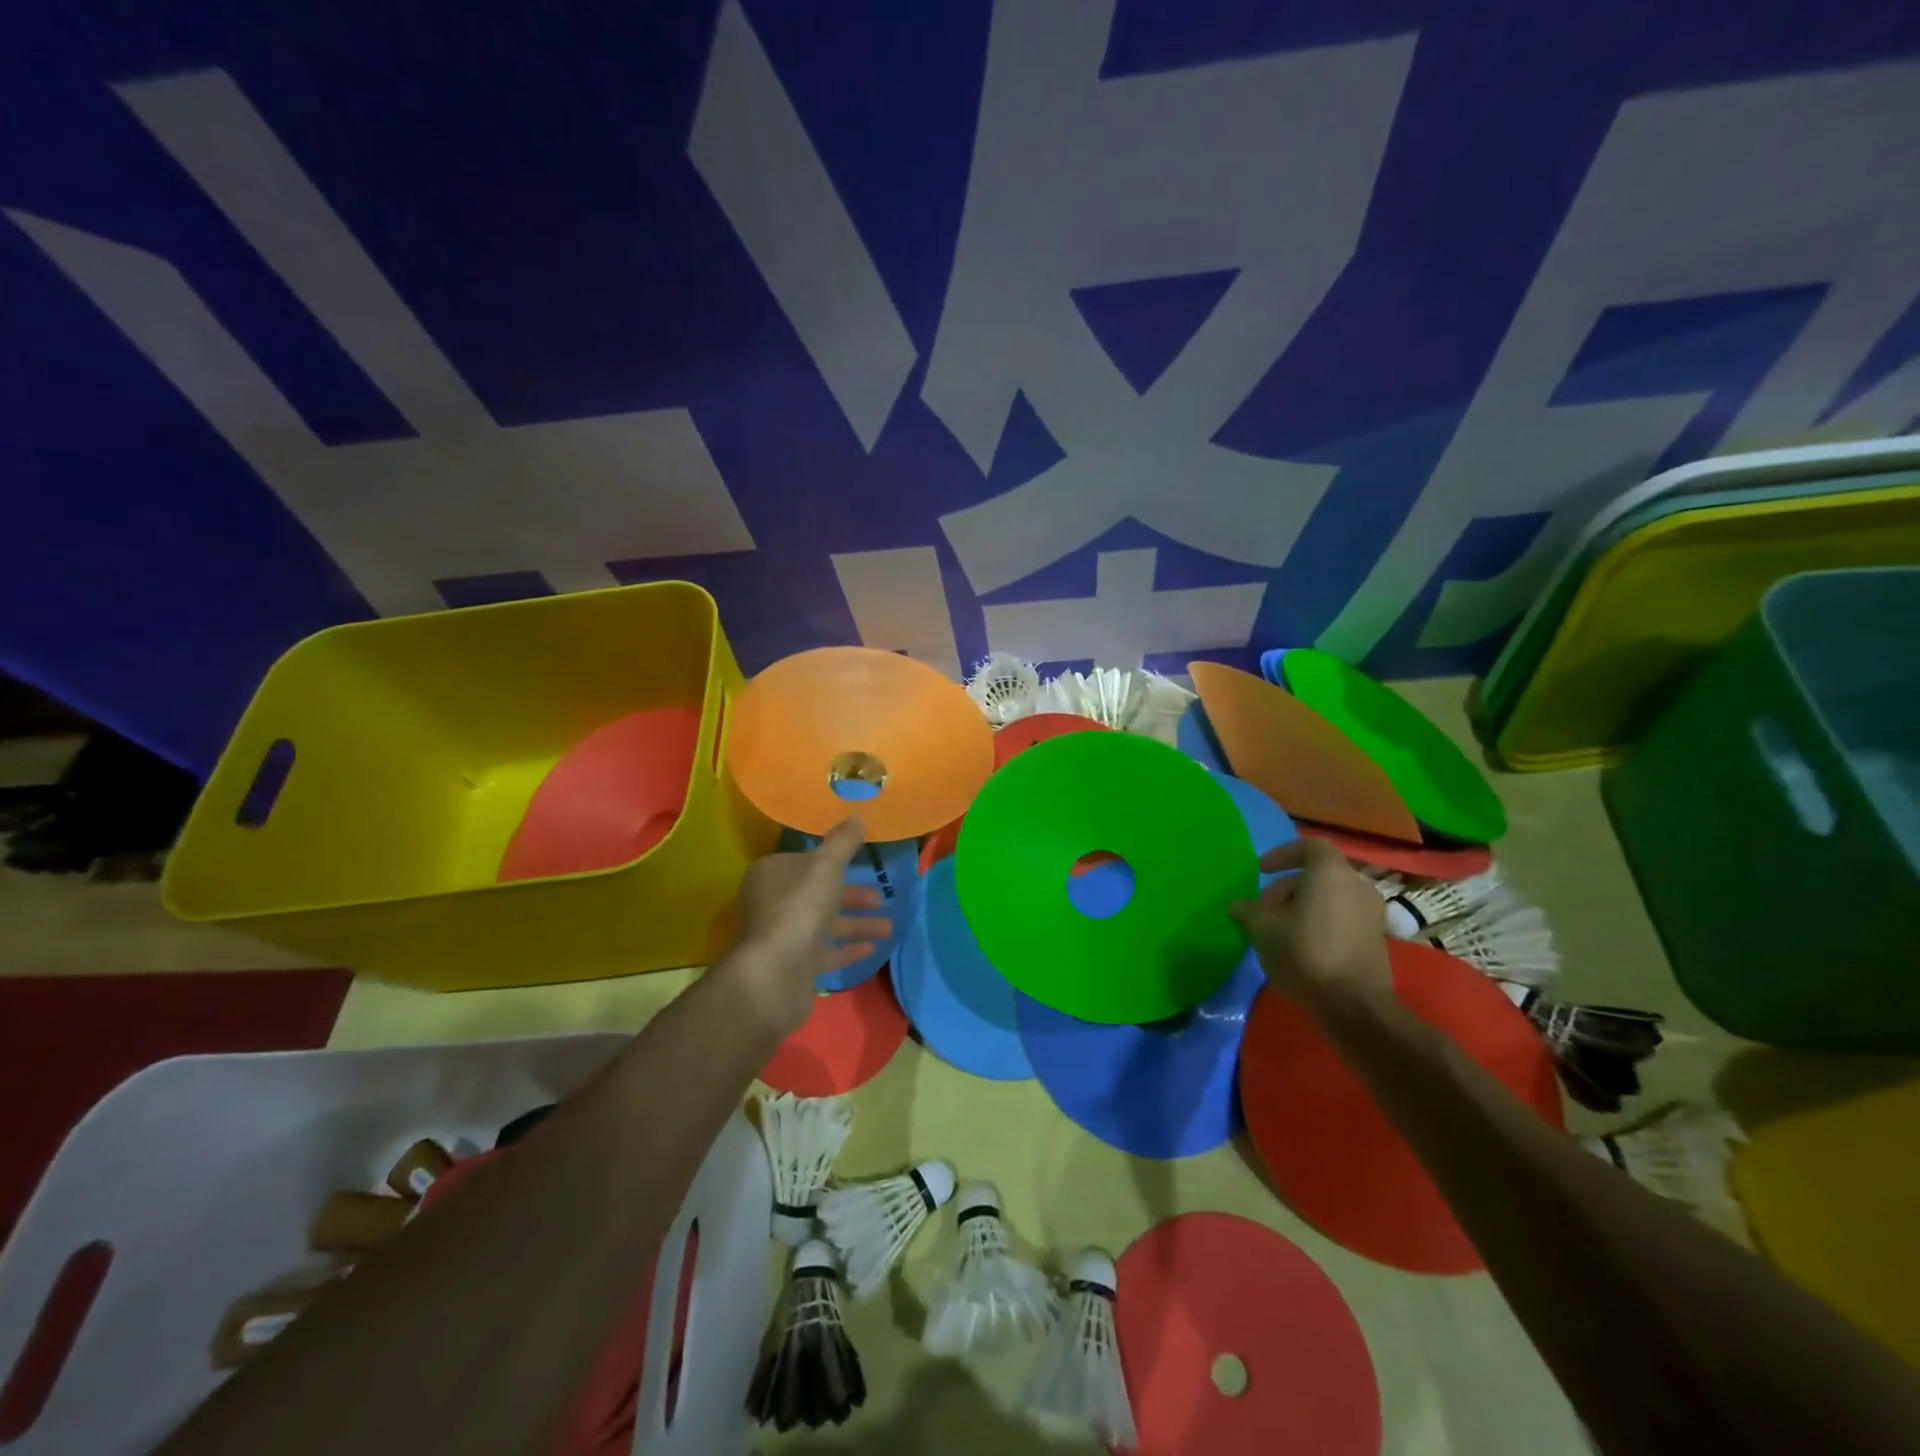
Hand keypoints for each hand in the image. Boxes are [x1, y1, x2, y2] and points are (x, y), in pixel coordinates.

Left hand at [725, 821, 891, 1034]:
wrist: (774, 976)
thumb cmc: (799, 910)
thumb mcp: (826, 867)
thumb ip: (843, 842)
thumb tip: (857, 815)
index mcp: (772, 874)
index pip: (804, 860)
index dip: (832, 860)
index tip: (861, 862)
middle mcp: (772, 903)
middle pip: (817, 892)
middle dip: (851, 894)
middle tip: (880, 897)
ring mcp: (782, 936)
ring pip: (824, 923)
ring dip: (856, 923)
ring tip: (888, 927)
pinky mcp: (792, 966)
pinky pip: (824, 952)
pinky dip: (847, 947)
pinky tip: (872, 947)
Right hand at [1230, 837, 1391, 1005]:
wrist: (1354, 1005)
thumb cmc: (1305, 953)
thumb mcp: (1262, 929)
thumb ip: (1248, 911)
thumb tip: (1238, 905)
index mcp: (1331, 873)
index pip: (1309, 847)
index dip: (1283, 854)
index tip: (1262, 871)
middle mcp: (1357, 886)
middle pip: (1318, 875)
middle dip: (1287, 888)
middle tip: (1264, 909)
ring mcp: (1371, 913)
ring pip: (1330, 897)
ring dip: (1303, 906)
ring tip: (1279, 930)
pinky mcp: (1376, 939)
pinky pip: (1342, 917)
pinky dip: (1321, 922)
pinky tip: (1301, 946)